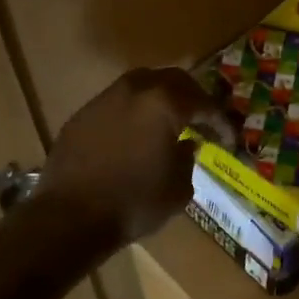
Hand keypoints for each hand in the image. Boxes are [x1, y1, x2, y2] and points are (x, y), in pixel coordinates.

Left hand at [40, 67, 228, 243]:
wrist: (69, 217)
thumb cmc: (133, 203)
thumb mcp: (178, 188)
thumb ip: (188, 159)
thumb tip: (186, 145)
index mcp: (165, 103)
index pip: (204, 103)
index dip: (221, 121)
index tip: (229, 139)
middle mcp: (135, 89)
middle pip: (174, 81)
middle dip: (193, 98)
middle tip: (203, 121)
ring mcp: (105, 98)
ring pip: (143, 85)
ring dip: (161, 100)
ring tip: (170, 123)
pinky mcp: (83, 114)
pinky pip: (118, 103)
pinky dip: (135, 113)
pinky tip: (136, 136)